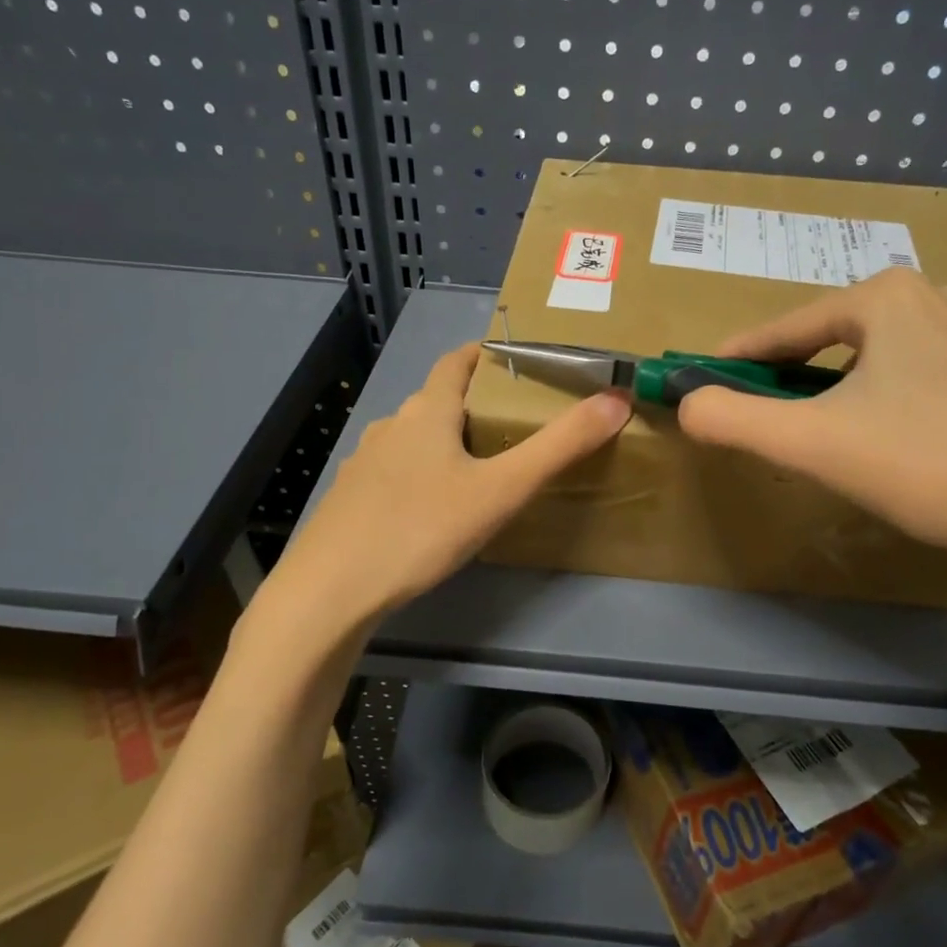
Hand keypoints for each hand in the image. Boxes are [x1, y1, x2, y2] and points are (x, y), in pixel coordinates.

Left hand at [270, 342, 630, 622]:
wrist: (330, 592)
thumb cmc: (421, 529)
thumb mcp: (501, 489)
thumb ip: (560, 446)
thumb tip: (617, 400)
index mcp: (427, 412)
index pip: (457, 361)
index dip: (487, 354)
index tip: (520, 363)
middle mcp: (392, 426)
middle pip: (439, 401)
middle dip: (477, 406)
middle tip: (519, 426)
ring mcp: (364, 464)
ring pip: (416, 440)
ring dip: (448, 443)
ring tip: (483, 471)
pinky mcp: (350, 500)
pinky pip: (396, 474)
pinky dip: (422, 476)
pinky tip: (434, 512)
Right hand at [676, 268, 946, 587]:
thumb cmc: (921, 463)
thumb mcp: (810, 443)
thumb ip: (733, 420)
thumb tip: (686, 404)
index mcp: (886, 298)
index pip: (788, 327)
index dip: (740, 355)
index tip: (706, 377)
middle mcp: (934, 298)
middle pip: (832, 338)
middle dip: (791, 371)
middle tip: (763, 410)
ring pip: (877, 356)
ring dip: (838, 384)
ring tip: (820, 425)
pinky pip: (917, 374)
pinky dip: (884, 396)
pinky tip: (887, 435)